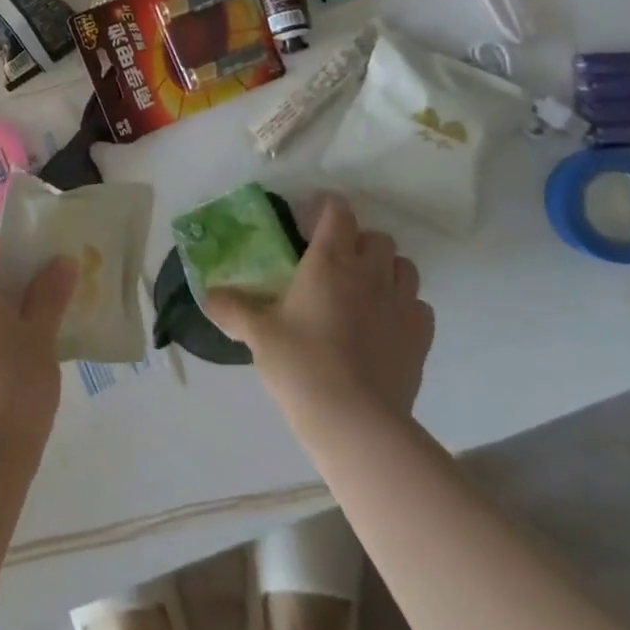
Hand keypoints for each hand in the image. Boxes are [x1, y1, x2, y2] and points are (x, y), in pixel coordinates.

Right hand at [208, 196, 433, 430]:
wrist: (355, 421)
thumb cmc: (301, 364)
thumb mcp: (258, 334)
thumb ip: (233, 309)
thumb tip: (209, 296)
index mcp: (329, 260)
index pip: (338, 212)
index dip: (327, 209)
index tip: (312, 220)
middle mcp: (369, 272)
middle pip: (377, 237)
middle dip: (359, 242)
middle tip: (337, 263)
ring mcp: (401, 303)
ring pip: (404, 267)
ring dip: (387, 270)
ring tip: (366, 291)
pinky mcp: (421, 336)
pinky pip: (419, 306)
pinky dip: (406, 307)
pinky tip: (387, 325)